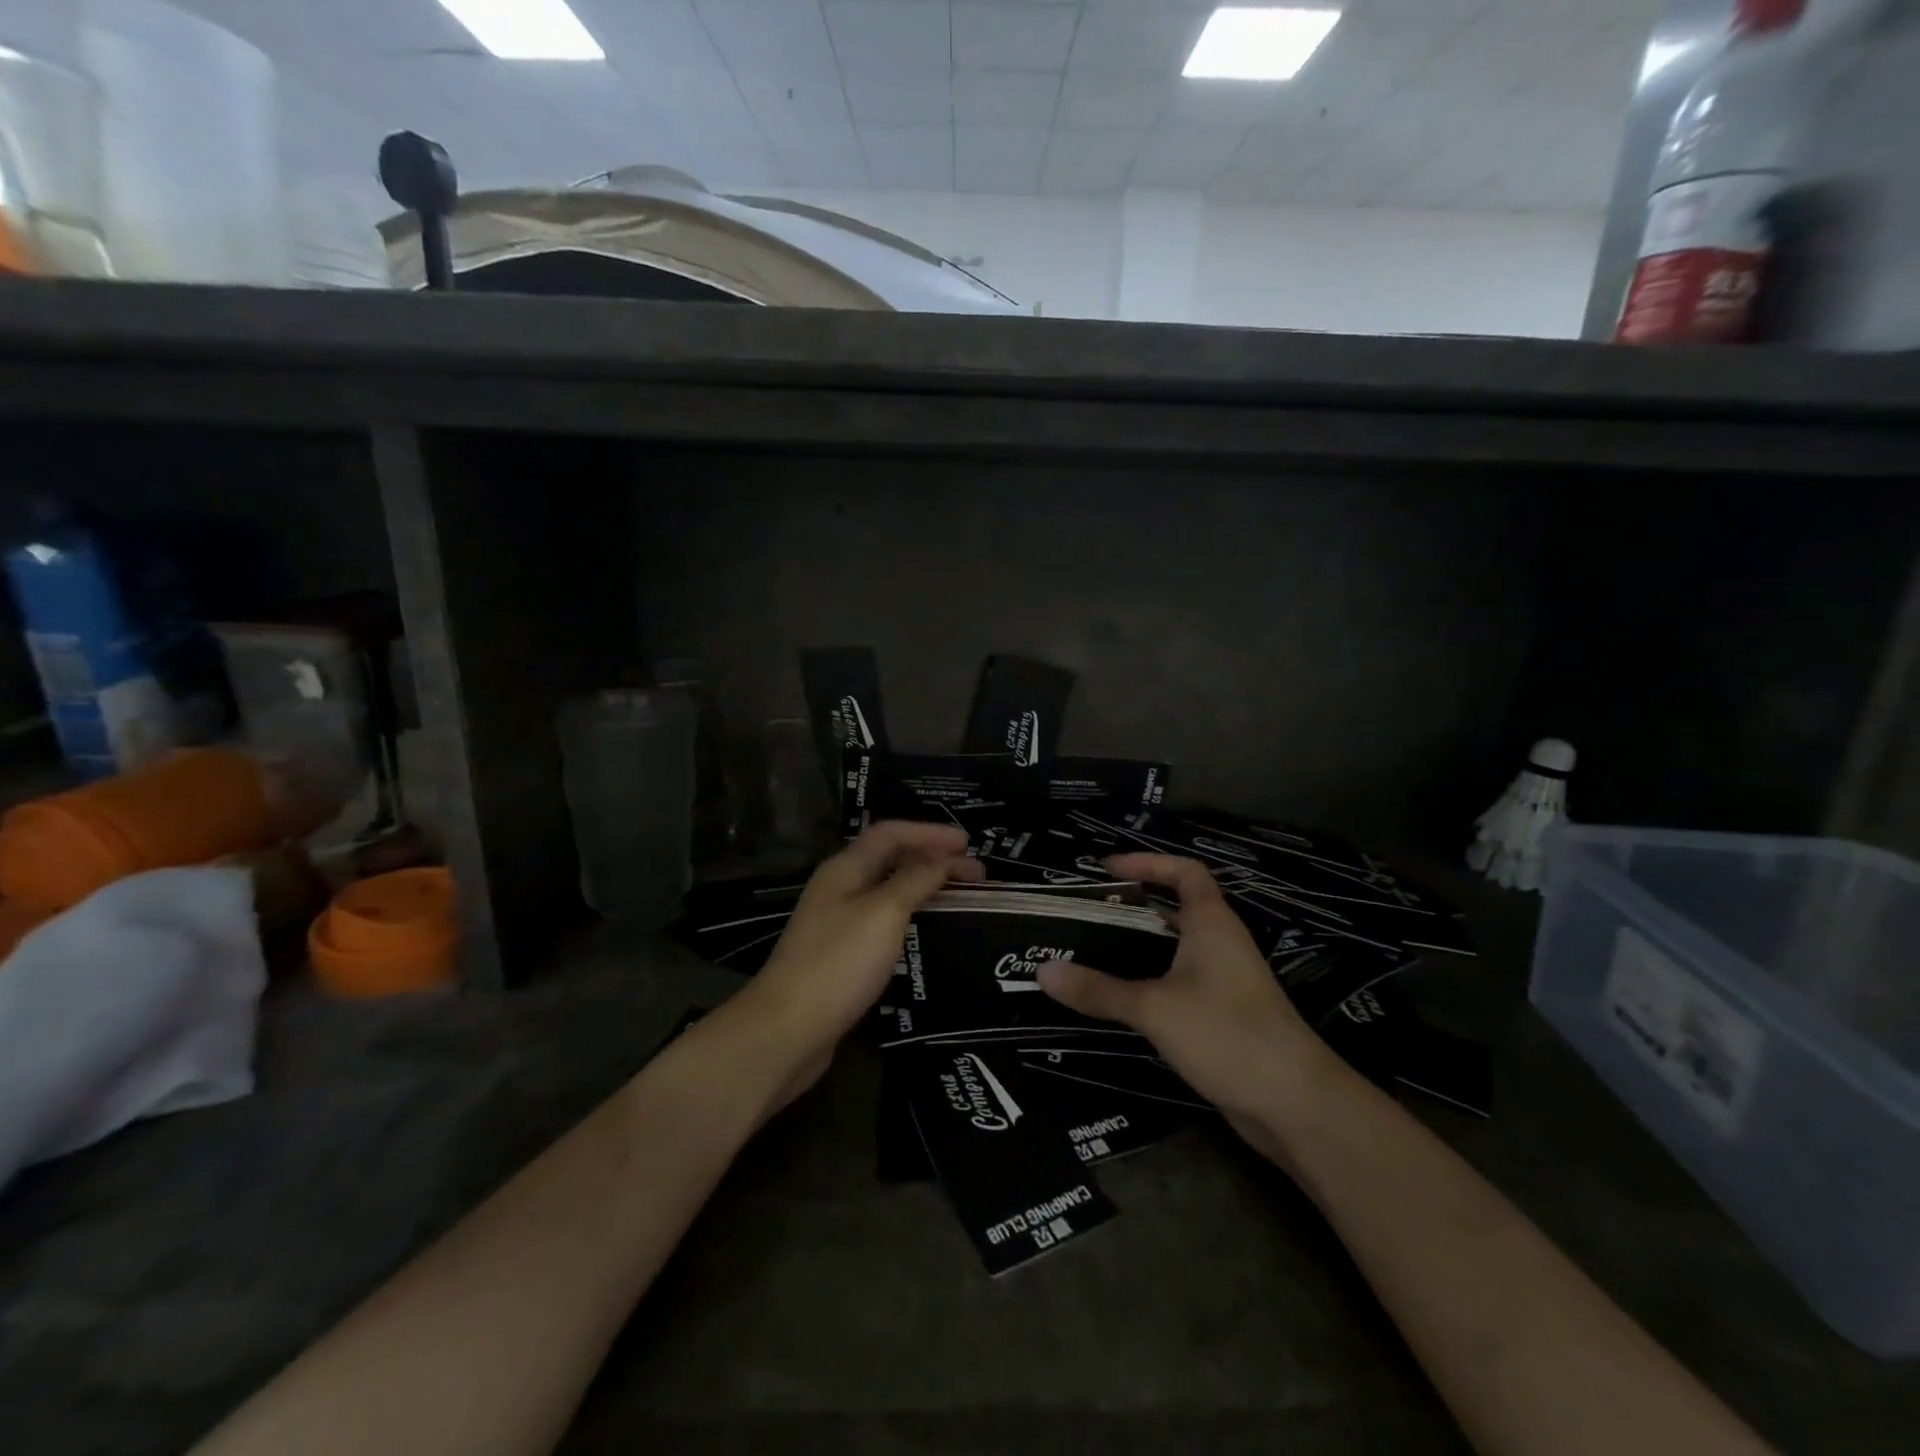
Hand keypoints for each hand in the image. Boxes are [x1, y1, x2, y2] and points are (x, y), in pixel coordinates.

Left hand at [739, 821, 981, 1102]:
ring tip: (958, 894)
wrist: (787, 1030)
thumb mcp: (884, 913)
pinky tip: (925, 929)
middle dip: (931, 858)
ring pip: (886, 890)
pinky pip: (881, 919)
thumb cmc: (839, 963)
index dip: (930, 833)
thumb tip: (941, 856)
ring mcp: (836, 922)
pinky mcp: (840, 954)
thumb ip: (915, 879)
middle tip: (975, 872)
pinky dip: (908, 914)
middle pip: (889, 859)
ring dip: (922, 885)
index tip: (968, 843)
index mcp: (845, 868)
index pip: (891, 833)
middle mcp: (839, 888)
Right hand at [1036, 853, 1330, 1126]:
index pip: (1184, 871)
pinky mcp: (1225, 1014)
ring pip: (1177, 947)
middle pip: (1177, 907)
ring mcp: (1227, 980)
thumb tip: (1042, 972)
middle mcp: (1221, 942)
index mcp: (1211, 923)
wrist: (1294, 1103)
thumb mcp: (1154, 1008)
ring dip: (1140, 944)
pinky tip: (1122, 997)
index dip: (1147, 862)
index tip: (1107, 868)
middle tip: (1088, 912)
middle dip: (1134, 904)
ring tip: (1092, 949)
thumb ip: (1099, 990)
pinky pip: (1182, 981)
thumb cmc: (1226, 1034)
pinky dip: (1152, 978)